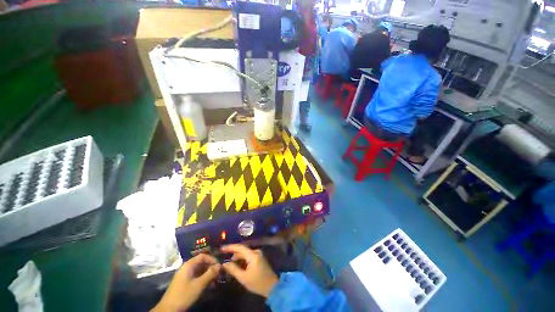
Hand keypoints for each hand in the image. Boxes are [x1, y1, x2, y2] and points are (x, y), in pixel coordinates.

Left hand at [152, 254, 219, 311]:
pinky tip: (208, 284)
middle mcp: (187, 267)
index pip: (203, 256)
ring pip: (199, 270)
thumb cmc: (184, 294)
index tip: (219, 265)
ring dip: (208, 274)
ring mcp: (185, 275)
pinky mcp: (184, 282)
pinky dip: (203, 278)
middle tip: (219, 273)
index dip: (212, 259)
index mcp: (189, 265)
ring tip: (215, 279)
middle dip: (211, 267)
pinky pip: (196, 276)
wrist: (168, 310)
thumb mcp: (199, 284)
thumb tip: (220, 265)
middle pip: (201, 262)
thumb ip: (210, 274)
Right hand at [221, 244, 278, 297]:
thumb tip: (224, 263)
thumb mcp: (243, 278)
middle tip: (224, 260)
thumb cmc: (257, 283)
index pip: (240, 248)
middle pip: (242, 250)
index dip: (230, 247)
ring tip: (229, 264)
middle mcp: (256, 251)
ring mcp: (258, 254)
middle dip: (233, 254)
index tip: (221, 248)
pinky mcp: (259, 258)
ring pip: (245, 253)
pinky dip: (242, 260)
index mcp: (253, 255)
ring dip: (237, 258)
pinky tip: (237, 265)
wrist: (271, 287)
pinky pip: (248, 256)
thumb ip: (233, 269)